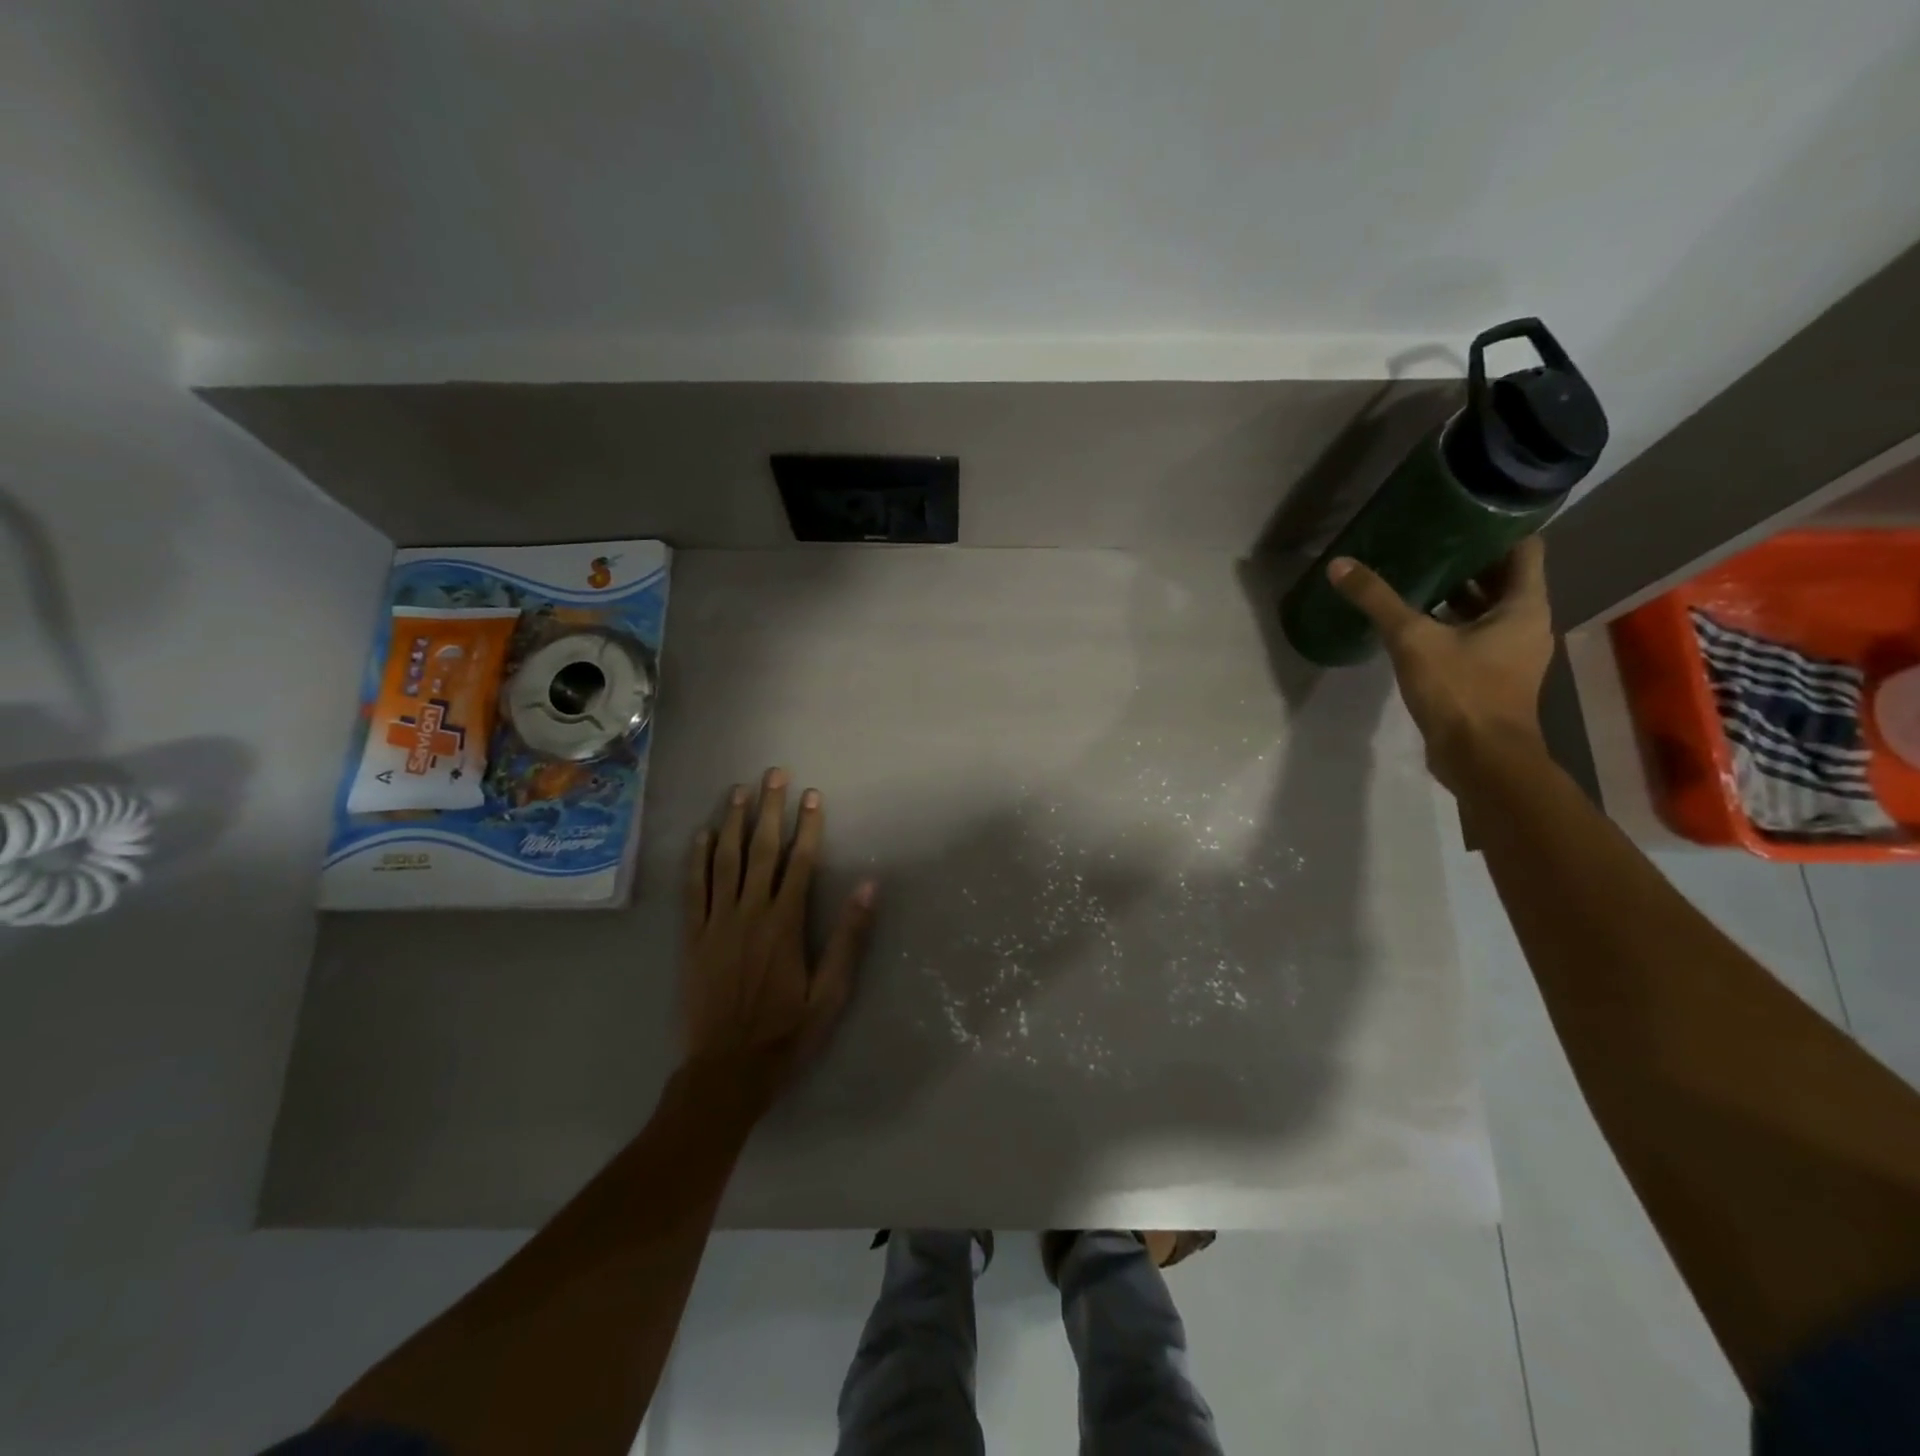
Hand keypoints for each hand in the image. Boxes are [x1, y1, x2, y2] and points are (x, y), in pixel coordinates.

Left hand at [682, 768, 874, 1092]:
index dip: (808, 826)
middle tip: (774, 774)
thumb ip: (848, 938)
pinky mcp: (692, 938)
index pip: (799, 862)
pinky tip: (702, 835)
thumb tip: (868, 887)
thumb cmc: (786, 1033)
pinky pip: (693, 889)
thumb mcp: (831, 993)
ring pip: (725, 861)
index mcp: (785, 924)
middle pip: (761, 850)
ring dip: (734, 823)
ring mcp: (716, 923)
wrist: (726, 1071)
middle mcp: (749, 913)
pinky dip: (697, 859)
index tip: (813, 795)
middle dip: (770, 809)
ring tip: (740, 791)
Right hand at [1327, 536, 1553, 791]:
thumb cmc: (1461, 691)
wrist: (1481, 759)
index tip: (1462, 513)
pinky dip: (1450, 624)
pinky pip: (1474, 636)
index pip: (1524, 548)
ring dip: (1457, 594)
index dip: (1497, 528)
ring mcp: (1511, 652)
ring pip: (1487, 610)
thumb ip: (1378, 601)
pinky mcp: (1491, 676)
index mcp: (1525, 605)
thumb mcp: (1413, 640)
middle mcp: (1526, 624)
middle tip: (1427, 540)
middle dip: (1468, 561)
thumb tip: (1340, 565)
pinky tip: (1414, 623)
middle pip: (1503, 578)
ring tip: (1416, 575)